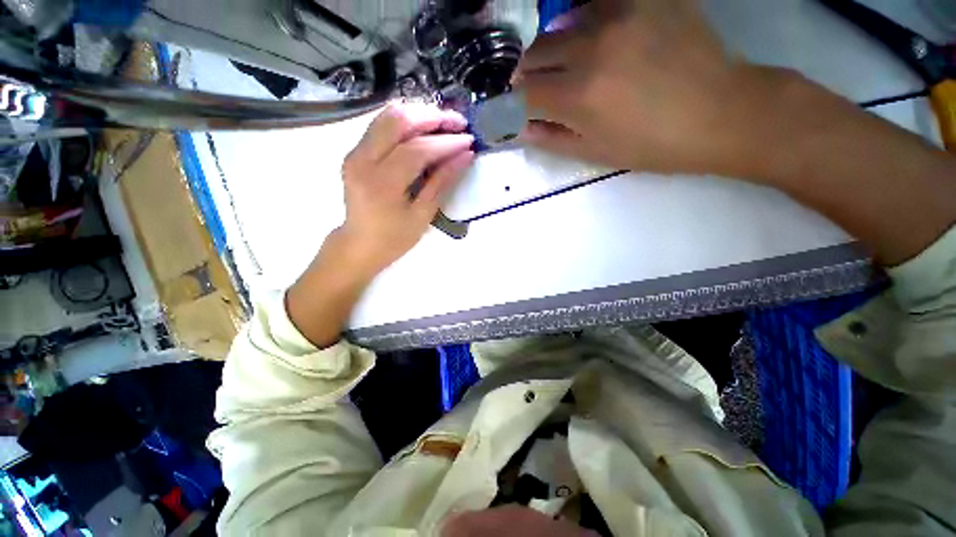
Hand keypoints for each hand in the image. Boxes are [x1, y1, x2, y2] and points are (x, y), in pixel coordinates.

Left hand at [339, 102, 474, 276]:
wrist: (360, 244)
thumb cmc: (394, 238)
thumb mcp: (422, 215)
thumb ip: (442, 182)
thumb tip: (465, 156)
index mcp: (381, 183)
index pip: (416, 149)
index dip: (445, 142)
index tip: (468, 141)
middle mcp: (362, 160)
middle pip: (398, 120)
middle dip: (432, 117)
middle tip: (458, 124)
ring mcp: (355, 152)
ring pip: (388, 115)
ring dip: (420, 115)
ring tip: (445, 125)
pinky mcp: (356, 151)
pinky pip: (382, 125)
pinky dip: (407, 122)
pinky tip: (425, 130)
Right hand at [516, 0, 777, 176]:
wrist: (720, 114)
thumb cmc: (653, 145)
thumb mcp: (595, 153)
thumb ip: (552, 139)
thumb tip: (521, 128)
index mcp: (578, 96)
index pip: (525, 93)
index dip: (515, 103)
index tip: (518, 108)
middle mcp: (592, 49)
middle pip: (536, 54)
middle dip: (529, 75)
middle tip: (538, 88)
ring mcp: (620, 16)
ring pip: (561, 25)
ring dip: (554, 48)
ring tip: (566, 64)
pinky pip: (598, 2)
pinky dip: (585, 20)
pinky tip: (595, 37)